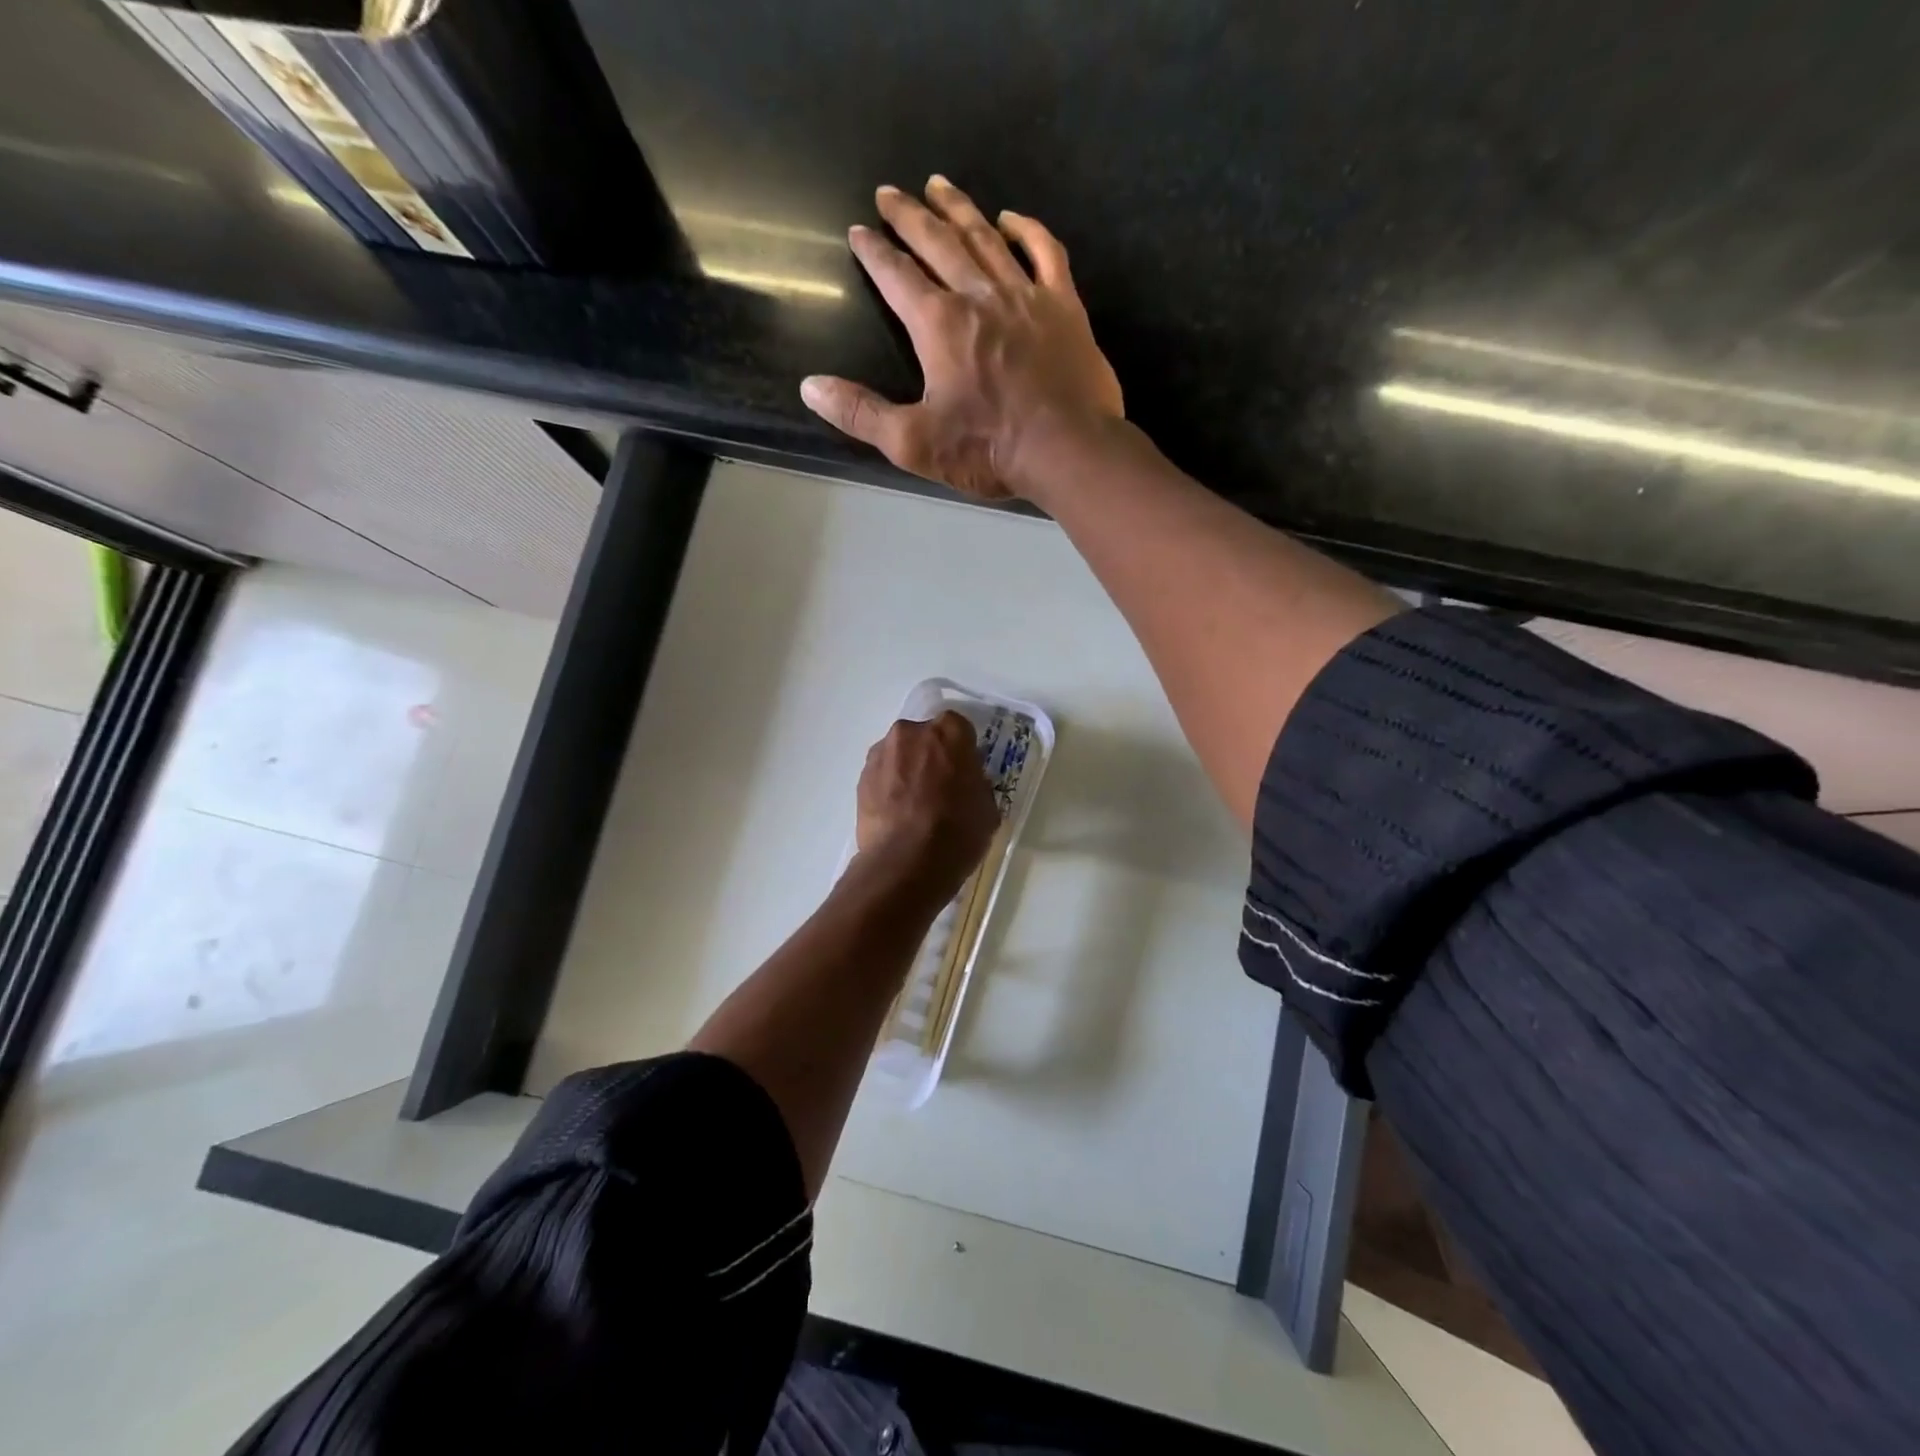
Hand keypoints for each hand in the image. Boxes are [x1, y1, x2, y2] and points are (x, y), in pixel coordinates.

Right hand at [800, 176, 1123, 501]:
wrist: (1068, 450)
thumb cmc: (988, 449)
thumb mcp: (914, 443)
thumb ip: (861, 413)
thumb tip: (810, 386)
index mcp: (939, 325)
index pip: (897, 276)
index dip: (874, 253)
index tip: (858, 232)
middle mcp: (979, 296)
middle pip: (938, 242)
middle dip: (909, 216)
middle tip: (889, 193)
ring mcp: (1026, 296)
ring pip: (986, 239)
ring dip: (959, 210)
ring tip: (938, 185)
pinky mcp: (1064, 307)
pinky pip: (1045, 254)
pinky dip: (1027, 231)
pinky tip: (1011, 218)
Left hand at [855, 711, 999, 889]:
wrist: (906, 862)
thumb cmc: (957, 831)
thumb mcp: (987, 807)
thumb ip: (975, 783)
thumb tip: (965, 782)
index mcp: (949, 732)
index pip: (959, 728)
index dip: (962, 751)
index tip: (964, 772)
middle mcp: (911, 732)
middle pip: (925, 737)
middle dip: (931, 756)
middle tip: (939, 788)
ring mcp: (882, 753)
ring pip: (899, 754)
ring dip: (906, 770)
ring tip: (913, 805)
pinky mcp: (861, 777)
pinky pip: (881, 775)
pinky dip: (888, 787)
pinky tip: (896, 815)